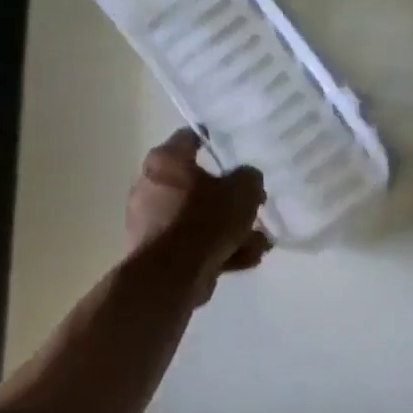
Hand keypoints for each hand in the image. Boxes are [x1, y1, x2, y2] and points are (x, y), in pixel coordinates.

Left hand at [126, 128, 269, 302]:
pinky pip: (196, 244)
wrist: (172, 275)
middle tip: (255, 204)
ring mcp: (152, 222)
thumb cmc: (205, 220)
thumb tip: (247, 179)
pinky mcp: (158, 253)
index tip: (237, 147)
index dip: (216, 140)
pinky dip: (220, 249)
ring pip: (200, 219)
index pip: (191, 137)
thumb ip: (249, 178)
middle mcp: (151, 186)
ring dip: (231, 229)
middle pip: (198, 184)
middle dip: (230, 197)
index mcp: (165, 161)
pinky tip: (248, 258)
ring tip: (260, 241)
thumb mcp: (242, 191)